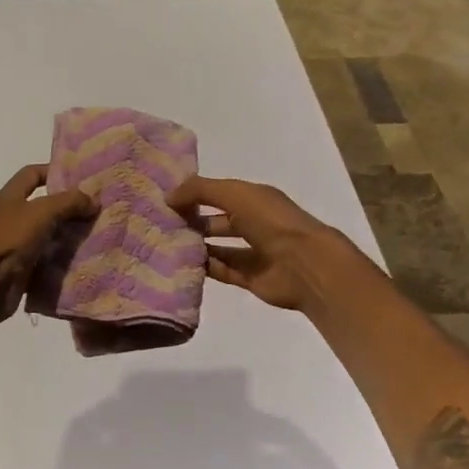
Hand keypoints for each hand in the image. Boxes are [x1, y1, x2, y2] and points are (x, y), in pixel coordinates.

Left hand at [0, 165, 96, 324]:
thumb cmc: (9, 239)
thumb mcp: (41, 212)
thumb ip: (68, 202)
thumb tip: (93, 200)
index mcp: (9, 197)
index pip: (32, 174)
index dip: (54, 171)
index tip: (81, 178)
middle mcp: (10, 217)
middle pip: (42, 205)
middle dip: (67, 207)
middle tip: (95, 209)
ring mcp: (14, 244)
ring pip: (45, 234)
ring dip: (66, 235)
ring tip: (94, 234)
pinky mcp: (19, 268)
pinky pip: (44, 259)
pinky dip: (60, 259)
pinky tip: (82, 259)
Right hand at [167, 175, 364, 311]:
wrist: (305, 264)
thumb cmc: (271, 221)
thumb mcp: (235, 194)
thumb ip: (200, 190)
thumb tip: (169, 196)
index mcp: (256, 199)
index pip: (221, 194)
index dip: (197, 195)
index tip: (168, 200)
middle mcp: (256, 224)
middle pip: (219, 221)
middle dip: (195, 221)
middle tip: (163, 224)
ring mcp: (255, 253)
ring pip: (220, 247)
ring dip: (198, 245)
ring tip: (168, 244)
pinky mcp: (251, 278)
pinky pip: (223, 271)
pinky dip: (205, 268)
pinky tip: (182, 264)